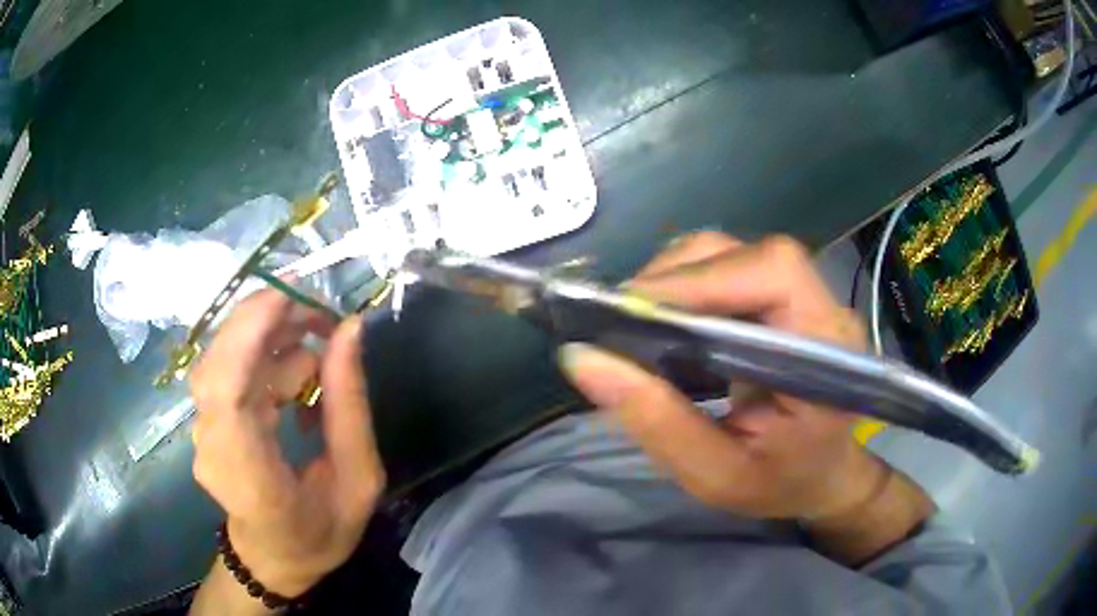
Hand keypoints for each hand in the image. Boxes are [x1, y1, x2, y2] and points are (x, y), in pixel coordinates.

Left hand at [190, 290, 384, 599]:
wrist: (273, 557)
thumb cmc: (320, 533)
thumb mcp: (358, 481)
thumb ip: (350, 408)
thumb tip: (349, 330)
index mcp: (251, 478)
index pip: (227, 394)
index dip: (248, 334)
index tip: (291, 297)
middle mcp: (214, 449)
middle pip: (218, 363)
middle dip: (265, 320)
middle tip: (320, 315)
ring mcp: (204, 433)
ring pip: (222, 357)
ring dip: (269, 335)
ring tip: (320, 346)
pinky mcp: (207, 419)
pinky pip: (228, 368)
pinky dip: (263, 355)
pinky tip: (297, 375)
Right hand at [558, 233, 932, 562]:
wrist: (819, 474)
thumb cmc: (780, 483)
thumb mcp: (716, 475)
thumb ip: (658, 422)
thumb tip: (583, 359)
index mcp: (827, 350)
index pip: (774, 274)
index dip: (702, 280)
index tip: (632, 312)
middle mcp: (822, 306)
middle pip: (745, 254)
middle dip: (675, 278)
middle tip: (621, 322)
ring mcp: (804, 294)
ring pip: (730, 253)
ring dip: (674, 278)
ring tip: (637, 325)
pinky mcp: (780, 296)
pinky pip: (724, 268)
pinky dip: (683, 286)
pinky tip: (664, 323)